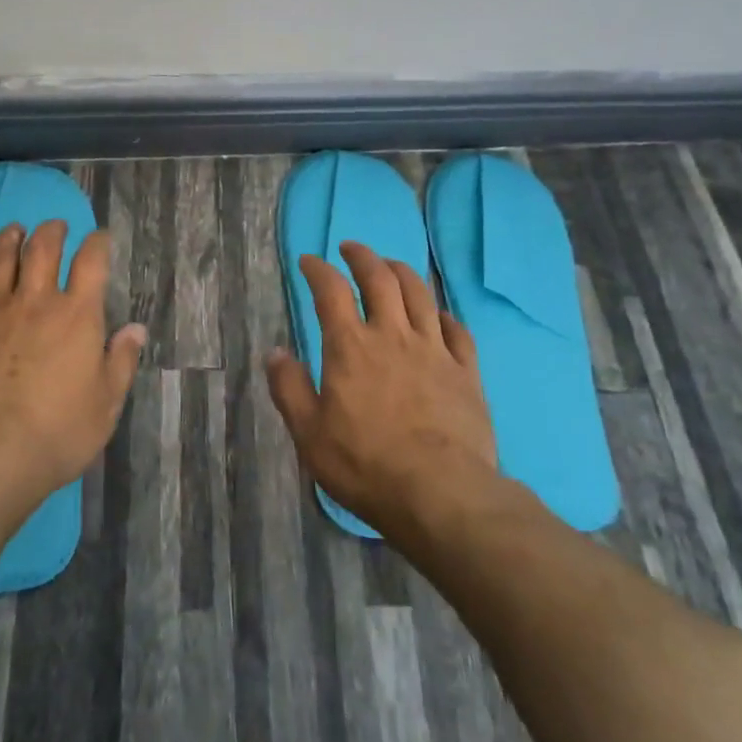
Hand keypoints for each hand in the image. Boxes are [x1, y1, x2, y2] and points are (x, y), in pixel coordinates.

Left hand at [0, 219, 146, 500]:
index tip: (99, 237)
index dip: (97, 243)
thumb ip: (121, 361)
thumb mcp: (106, 404)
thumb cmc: (57, 432)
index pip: (91, 262)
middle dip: (51, 231)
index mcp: (77, 315)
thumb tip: (136, 329)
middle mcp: (34, 301)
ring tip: (14, 231)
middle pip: (42, 249)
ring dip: (9, 240)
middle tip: (54, 227)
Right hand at [266, 241, 497, 535]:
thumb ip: (289, 388)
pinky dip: (442, 314)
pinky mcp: (466, 371)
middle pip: (379, 278)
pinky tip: (437, 316)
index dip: (318, 269)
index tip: (308, 261)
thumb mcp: (309, 433)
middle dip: (362, 256)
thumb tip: (275, 352)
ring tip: (390, 266)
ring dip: (401, 271)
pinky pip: (456, 330)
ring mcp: (434, 350)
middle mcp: (393, 335)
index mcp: (350, 346)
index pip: (330, 290)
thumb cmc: (365, 464)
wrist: (441, 493)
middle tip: (351, 248)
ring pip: (419, 293)